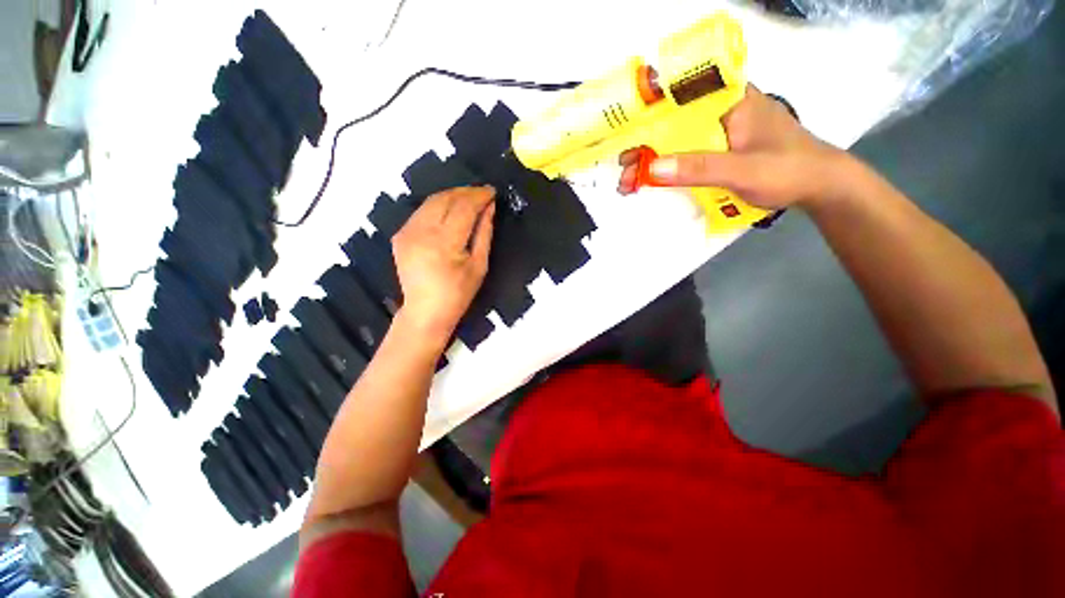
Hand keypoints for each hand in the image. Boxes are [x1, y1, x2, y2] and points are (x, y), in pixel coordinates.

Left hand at [391, 186, 495, 344]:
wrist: (426, 311)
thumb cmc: (459, 293)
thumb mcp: (479, 266)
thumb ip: (484, 233)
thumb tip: (489, 207)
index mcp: (444, 243)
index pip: (463, 208)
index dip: (479, 196)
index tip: (492, 191)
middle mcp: (421, 232)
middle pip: (445, 198)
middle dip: (466, 192)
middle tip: (482, 193)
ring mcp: (407, 233)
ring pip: (431, 201)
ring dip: (452, 196)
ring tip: (468, 199)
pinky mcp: (400, 236)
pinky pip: (421, 212)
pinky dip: (438, 207)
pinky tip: (449, 212)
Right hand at [618, 85, 849, 209]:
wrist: (818, 186)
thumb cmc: (788, 169)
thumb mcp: (743, 169)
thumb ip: (699, 167)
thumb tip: (651, 170)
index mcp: (729, 98)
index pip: (681, 90)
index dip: (648, 105)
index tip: (623, 125)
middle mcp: (720, 109)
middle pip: (672, 120)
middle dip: (644, 143)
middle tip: (624, 168)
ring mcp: (718, 130)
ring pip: (675, 139)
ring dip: (651, 159)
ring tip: (629, 182)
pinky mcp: (717, 149)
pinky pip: (684, 154)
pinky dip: (665, 168)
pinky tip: (650, 181)